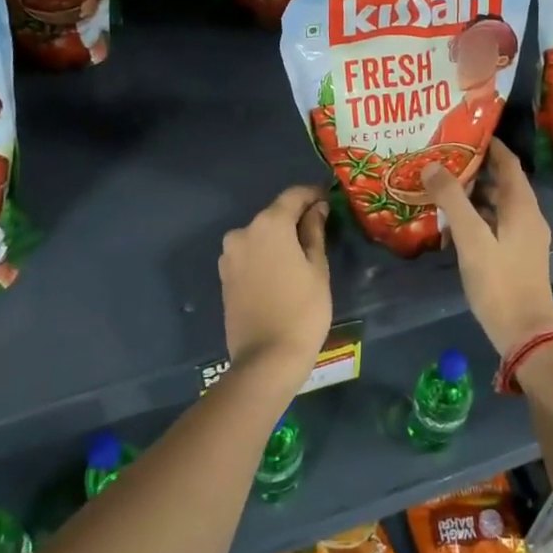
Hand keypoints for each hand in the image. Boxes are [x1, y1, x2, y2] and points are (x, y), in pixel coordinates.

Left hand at [220, 185, 331, 390]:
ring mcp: (229, 255)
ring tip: (301, 255)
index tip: (328, 199)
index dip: (312, 194)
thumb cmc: (303, 309)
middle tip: (319, 230)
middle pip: (274, 215)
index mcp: (269, 224)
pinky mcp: (225, 276)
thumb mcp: (317, 268)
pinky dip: (265, 256)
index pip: (293, 196)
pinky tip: (281, 272)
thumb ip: (314, 231)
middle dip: (295, 218)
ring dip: (279, 239)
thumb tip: (316, 208)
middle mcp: (243, 232)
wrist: (267, 358)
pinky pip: (249, 255)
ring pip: (260, 236)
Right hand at [422, 140, 552, 357]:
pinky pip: (496, 225)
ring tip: (442, 189)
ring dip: (474, 196)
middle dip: (476, 170)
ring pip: (498, 206)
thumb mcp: (471, 238)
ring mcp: (525, 238)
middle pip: (503, 183)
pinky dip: (477, 218)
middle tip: (444, 160)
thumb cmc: (499, 281)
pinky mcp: (517, 256)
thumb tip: (433, 165)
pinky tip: (452, 226)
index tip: (464, 134)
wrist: (524, 332)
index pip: (509, 163)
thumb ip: (452, 200)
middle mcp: (528, 217)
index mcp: (523, 206)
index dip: (490, 146)